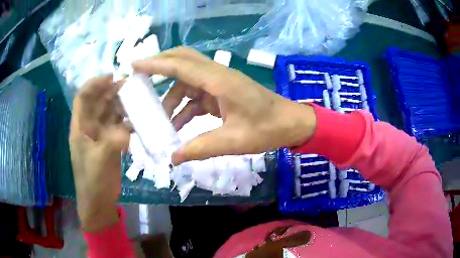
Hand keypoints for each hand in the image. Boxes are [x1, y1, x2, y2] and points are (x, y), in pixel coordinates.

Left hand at [69, 76, 129, 231]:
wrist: (99, 202)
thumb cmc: (93, 181)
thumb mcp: (100, 161)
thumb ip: (113, 141)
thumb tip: (128, 130)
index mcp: (80, 128)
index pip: (83, 98)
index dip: (94, 84)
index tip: (111, 77)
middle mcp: (89, 128)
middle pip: (98, 103)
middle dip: (111, 91)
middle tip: (129, 85)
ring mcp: (100, 136)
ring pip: (109, 113)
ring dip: (120, 105)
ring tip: (136, 100)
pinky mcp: (109, 144)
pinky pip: (118, 126)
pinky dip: (127, 121)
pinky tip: (137, 120)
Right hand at [133, 48, 316, 164]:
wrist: (290, 123)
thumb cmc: (267, 129)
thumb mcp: (233, 141)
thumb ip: (200, 148)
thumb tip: (173, 159)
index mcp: (219, 81)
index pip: (180, 66)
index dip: (155, 64)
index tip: (134, 65)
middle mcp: (217, 75)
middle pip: (183, 61)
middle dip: (160, 68)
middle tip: (139, 80)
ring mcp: (219, 83)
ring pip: (187, 81)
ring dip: (171, 97)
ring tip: (157, 119)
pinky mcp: (221, 92)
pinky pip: (196, 95)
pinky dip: (183, 107)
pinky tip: (176, 125)